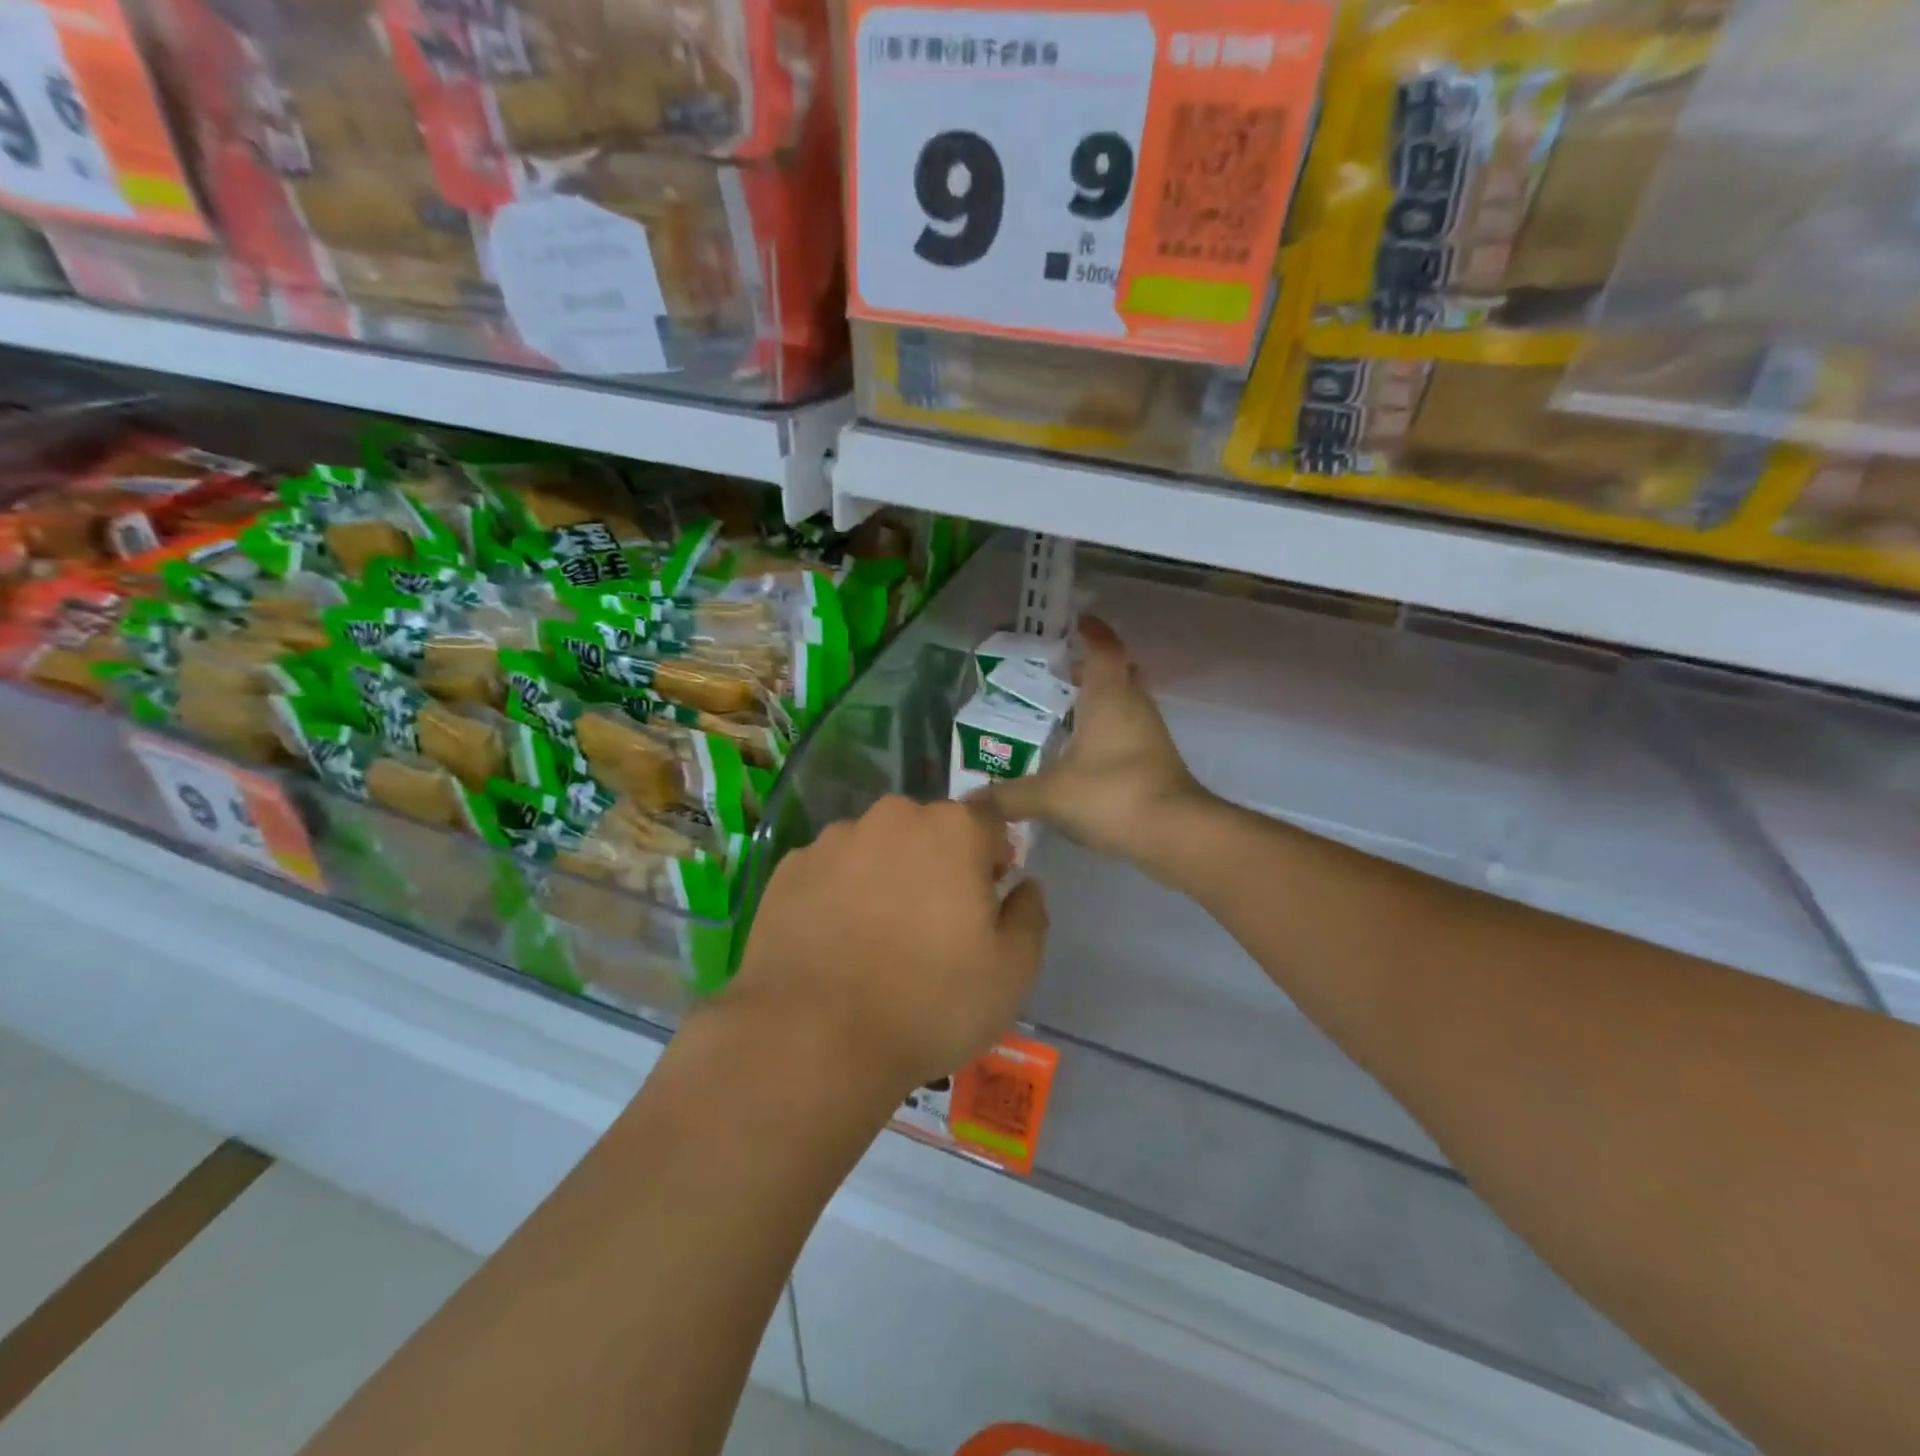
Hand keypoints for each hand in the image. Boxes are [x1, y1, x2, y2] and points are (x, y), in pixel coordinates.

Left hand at [724, 796, 1048, 1097]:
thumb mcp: (1012, 972)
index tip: (983, 903)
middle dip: (937, 865)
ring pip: (876, 848)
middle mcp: (893, 817)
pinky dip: (838, 894)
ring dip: (885, 876)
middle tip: (931, 926)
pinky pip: (830, 872)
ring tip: (874, 939)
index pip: (989, 824)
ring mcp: (834, 839)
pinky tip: (833, 943)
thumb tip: (1024, 886)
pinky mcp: (789, 868)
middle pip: (928, 831)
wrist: (813, 1039)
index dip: (993, 860)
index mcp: (953, 829)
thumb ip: (1029, 915)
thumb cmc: (930, 1002)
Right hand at [974, 617, 1213, 875]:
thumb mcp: (1050, 794)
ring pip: (1124, 704)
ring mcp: (1150, 734)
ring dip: (1098, 704)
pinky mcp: (1157, 761)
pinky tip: (1081, 756)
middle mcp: (1134, 705)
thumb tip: (968, 802)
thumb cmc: (1111, 793)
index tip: (1075, 623)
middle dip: (1090, 670)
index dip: (1091, 631)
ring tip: (1061, 716)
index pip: (1103, 648)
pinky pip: (1128, 732)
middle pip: (1117, 673)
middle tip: (1058, 675)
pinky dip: (1107, 733)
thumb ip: (1008, 796)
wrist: (1175, 833)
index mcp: (1110, 695)